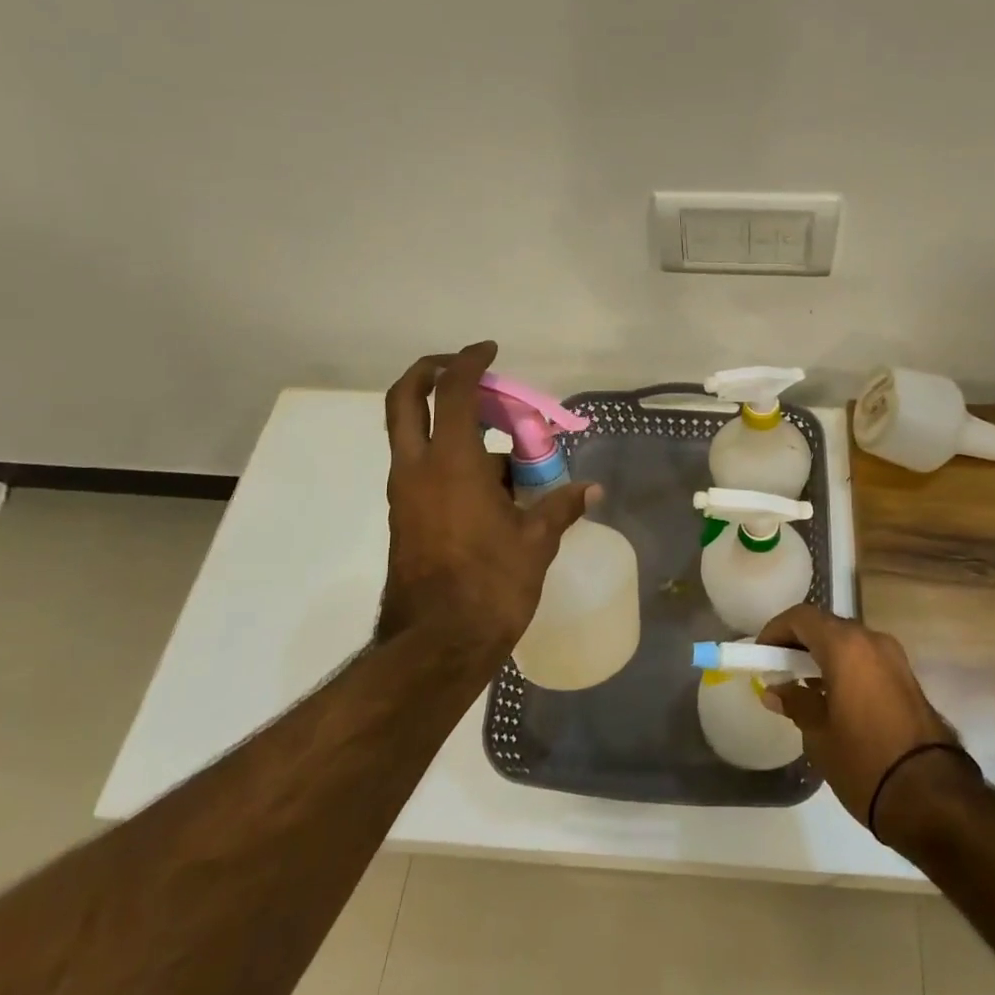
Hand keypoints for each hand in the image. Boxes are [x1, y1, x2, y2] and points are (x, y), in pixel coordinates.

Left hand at [380, 342, 593, 659]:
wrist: (437, 644)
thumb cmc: (490, 584)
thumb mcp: (535, 541)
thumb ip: (560, 506)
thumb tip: (591, 490)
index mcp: (450, 462)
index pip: (451, 391)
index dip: (469, 362)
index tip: (489, 350)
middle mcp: (418, 468)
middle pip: (404, 399)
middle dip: (430, 373)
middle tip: (463, 371)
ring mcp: (406, 493)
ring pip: (414, 436)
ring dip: (450, 424)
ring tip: (505, 446)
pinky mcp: (406, 516)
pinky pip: (424, 468)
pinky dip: (451, 457)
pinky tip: (493, 484)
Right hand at [756, 604, 973, 840]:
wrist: (932, 797)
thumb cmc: (864, 761)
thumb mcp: (819, 735)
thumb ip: (795, 703)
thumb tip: (774, 690)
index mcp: (846, 645)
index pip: (801, 617)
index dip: (776, 630)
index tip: (761, 654)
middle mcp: (872, 640)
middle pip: (827, 625)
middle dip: (800, 641)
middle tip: (779, 667)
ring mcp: (895, 658)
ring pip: (849, 642)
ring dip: (824, 654)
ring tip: (803, 685)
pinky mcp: (908, 679)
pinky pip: (867, 659)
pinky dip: (846, 667)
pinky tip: (833, 696)